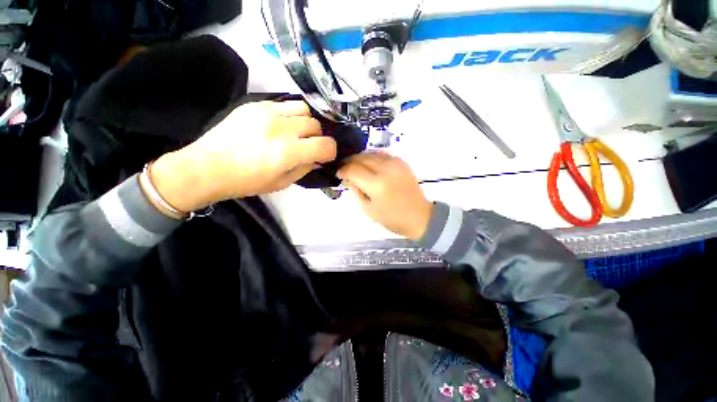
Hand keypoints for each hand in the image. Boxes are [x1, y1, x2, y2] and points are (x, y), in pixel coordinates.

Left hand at [148, 101, 336, 212]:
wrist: (208, 167)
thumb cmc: (247, 181)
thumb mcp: (283, 183)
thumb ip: (305, 168)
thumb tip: (318, 159)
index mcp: (288, 153)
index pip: (326, 145)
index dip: (331, 151)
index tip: (325, 156)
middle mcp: (282, 129)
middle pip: (316, 125)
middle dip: (318, 138)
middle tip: (308, 146)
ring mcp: (268, 113)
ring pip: (304, 109)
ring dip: (306, 122)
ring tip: (297, 132)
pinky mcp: (255, 104)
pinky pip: (284, 104)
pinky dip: (290, 115)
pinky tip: (281, 125)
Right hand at [338, 153, 432, 239]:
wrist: (419, 216)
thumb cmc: (392, 218)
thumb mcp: (368, 210)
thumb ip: (356, 191)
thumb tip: (349, 178)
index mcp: (377, 185)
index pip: (353, 170)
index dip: (343, 170)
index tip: (339, 174)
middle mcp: (386, 170)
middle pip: (361, 158)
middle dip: (350, 162)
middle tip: (345, 169)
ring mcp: (396, 164)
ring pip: (371, 153)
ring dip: (360, 158)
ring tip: (355, 166)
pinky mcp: (402, 162)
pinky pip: (382, 154)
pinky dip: (372, 157)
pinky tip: (369, 164)